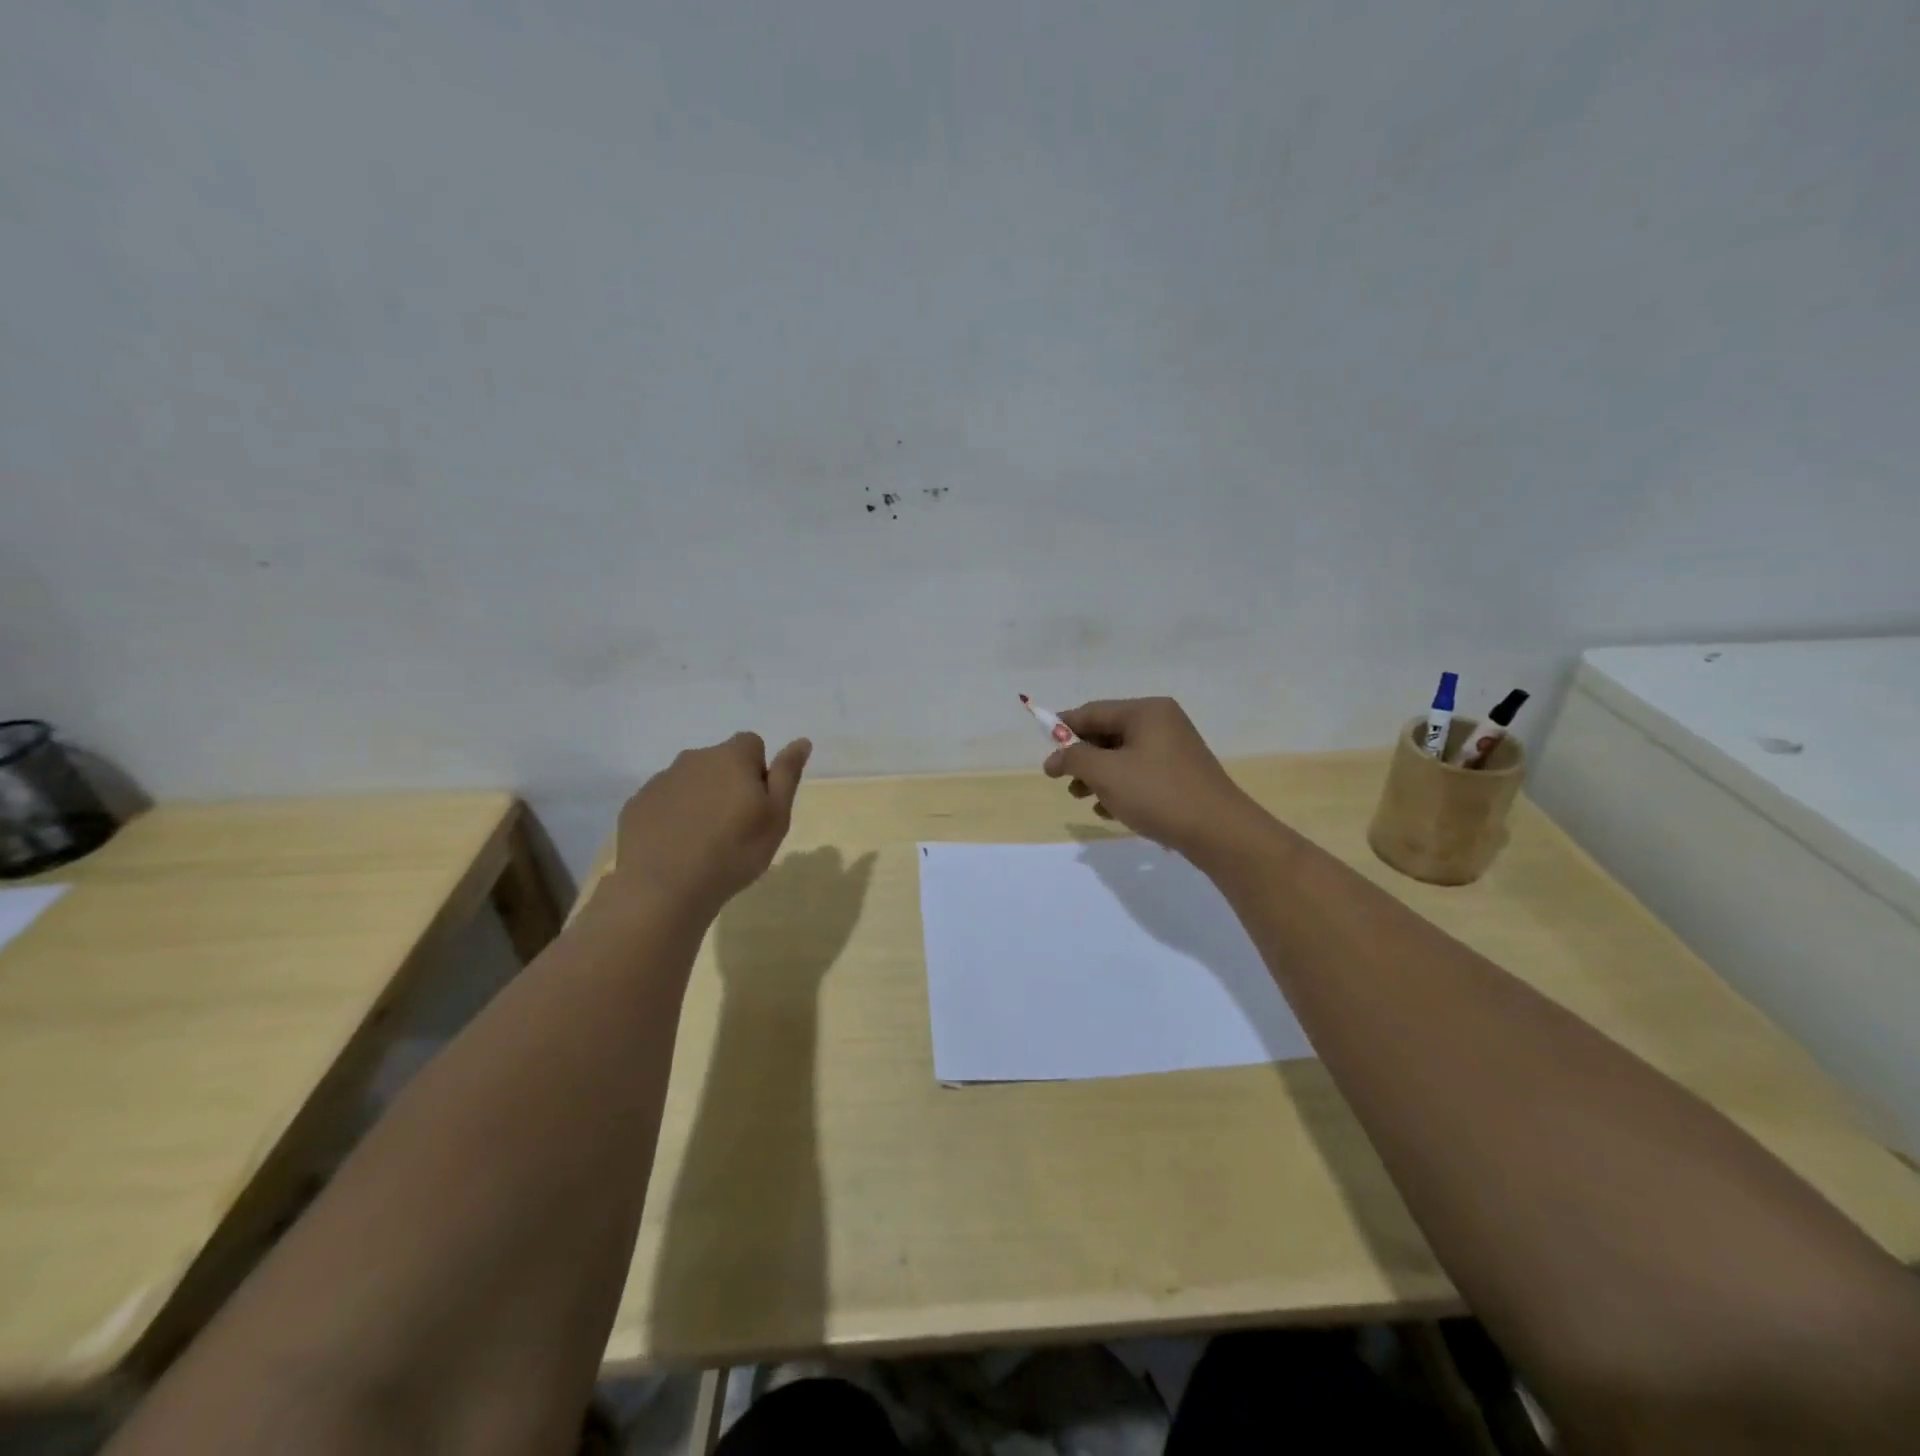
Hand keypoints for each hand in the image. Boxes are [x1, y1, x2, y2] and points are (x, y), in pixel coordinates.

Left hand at [610, 732, 811, 916]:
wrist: (663, 888)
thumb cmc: (733, 852)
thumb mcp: (776, 817)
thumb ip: (788, 774)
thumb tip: (801, 741)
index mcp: (731, 757)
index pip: (752, 744)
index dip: (759, 771)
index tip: (758, 804)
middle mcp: (693, 759)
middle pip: (719, 761)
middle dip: (728, 783)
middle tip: (735, 826)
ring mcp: (660, 781)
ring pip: (690, 781)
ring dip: (700, 799)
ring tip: (704, 840)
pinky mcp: (636, 805)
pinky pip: (663, 802)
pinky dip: (673, 816)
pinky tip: (677, 847)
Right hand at [1044, 697, 1272, 862]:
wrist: (1219, 831)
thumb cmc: (1158, 793)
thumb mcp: (1106, 773)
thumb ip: (1074, 758)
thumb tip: (1055, 757)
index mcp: (1146, 711)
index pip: (1093, 711)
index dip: (1063, 728)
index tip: (1043, 748)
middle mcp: (1162, 723)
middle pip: (1108, 733)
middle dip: (1082, 757)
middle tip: (1063, 781)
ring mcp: (1174, 749)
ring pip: (1123, 756)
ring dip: (1098, 776)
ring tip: (1082, 798)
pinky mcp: (1181, 775)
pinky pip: (1140, 773)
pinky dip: (1120, 788)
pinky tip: (1109, 811)